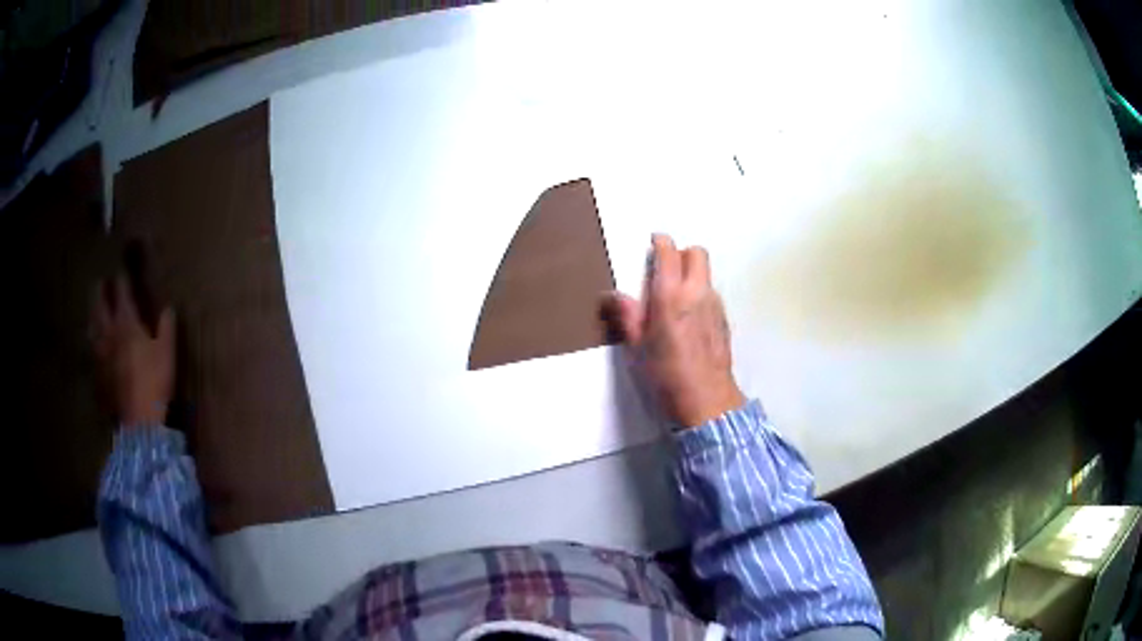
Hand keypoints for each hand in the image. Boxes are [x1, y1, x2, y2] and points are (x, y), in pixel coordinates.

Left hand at [92, 274, 175, 427]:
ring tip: (93, 312)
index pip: (121, 292)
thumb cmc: (154, 381)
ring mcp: (101, 353)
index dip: (121, 280)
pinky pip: (92, 351)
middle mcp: (109, 332)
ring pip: (92, 327)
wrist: (138, 419)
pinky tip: (94, 345)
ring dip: (92, 315)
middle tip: (100, 283)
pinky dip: (93, 342)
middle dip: (99, 292)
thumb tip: (168, 308)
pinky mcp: (98, 373)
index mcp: (126, 323)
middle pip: (99, 305)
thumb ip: (166, 327)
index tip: (121, 271)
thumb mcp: (167, 353)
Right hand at [605, 234, 745, 428]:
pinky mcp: (724, 320)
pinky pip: (712, 293)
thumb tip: (611, 295)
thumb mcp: (636, 348)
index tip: (654, 242)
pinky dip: (700, 294)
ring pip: (706, 274)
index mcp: (671, 297)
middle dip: (681, 253)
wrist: (707, 401)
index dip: (661, 243)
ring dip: (691, 274)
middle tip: (665, 269)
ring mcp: (715, 306)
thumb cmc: (666, 375)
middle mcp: (697, 293)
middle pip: (697, 253)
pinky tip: (689, 319)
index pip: (670, 253)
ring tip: (675, 298)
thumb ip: (626, 316)